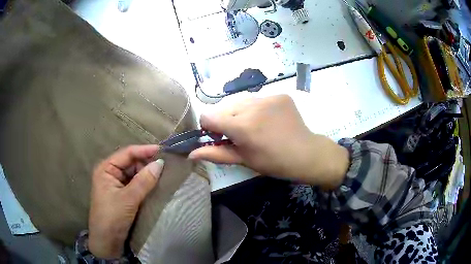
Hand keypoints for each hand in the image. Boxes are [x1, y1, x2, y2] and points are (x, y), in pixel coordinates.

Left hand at [88, 145, 163, 258]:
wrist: (107, 242)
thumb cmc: (112, 217)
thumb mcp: (128, 199)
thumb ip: (144, 181)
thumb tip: (160, 163)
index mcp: (106, 168)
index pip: (127, 153)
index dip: (145, 150)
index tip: (164, 151)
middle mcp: (111, 173)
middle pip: (132, 162)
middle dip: (148, 163)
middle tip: (167, 165)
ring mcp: (117, 184)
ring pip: (135, 174)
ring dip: (148, 174)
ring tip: (165, 174)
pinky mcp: (123, 195)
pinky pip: (137, 185)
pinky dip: (146, 184)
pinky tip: (158, 185)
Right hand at [189, 95, 349, 187]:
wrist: (306, 153)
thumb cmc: (273, 162)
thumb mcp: (243, 159)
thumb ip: (215, 153)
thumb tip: (191, 153)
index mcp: (241, 126)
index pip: (208, 116)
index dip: (208, 127)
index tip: (219, 137)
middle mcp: (252, 106)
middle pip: (223, 108)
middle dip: (225, 120)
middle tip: (239, 134)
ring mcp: (268, 97)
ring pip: (239, 101)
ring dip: (240, 112)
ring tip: (254, 126)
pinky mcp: (279, 94)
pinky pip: (257, 98)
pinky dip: (256, 108)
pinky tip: (267, 120)